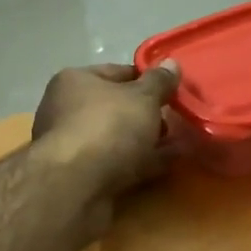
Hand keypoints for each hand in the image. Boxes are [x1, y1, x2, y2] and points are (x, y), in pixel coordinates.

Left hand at [31, 60, 181, 202]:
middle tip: (178, 118)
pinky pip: (120, 163)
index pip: (117, 72)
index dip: (147, 79)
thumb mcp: (142, 97)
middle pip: (116, 107)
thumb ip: (159, 81)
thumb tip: (171, 64)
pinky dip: (142, 163)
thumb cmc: (108, 127)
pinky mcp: (82, 177)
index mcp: (75, 81)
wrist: (77, 186)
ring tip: (183, 141)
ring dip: (148, 140)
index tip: (173, 89)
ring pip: (119, 138)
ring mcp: (74, 146)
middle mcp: (67, 110)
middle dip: (148, 114)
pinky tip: (171, 163)